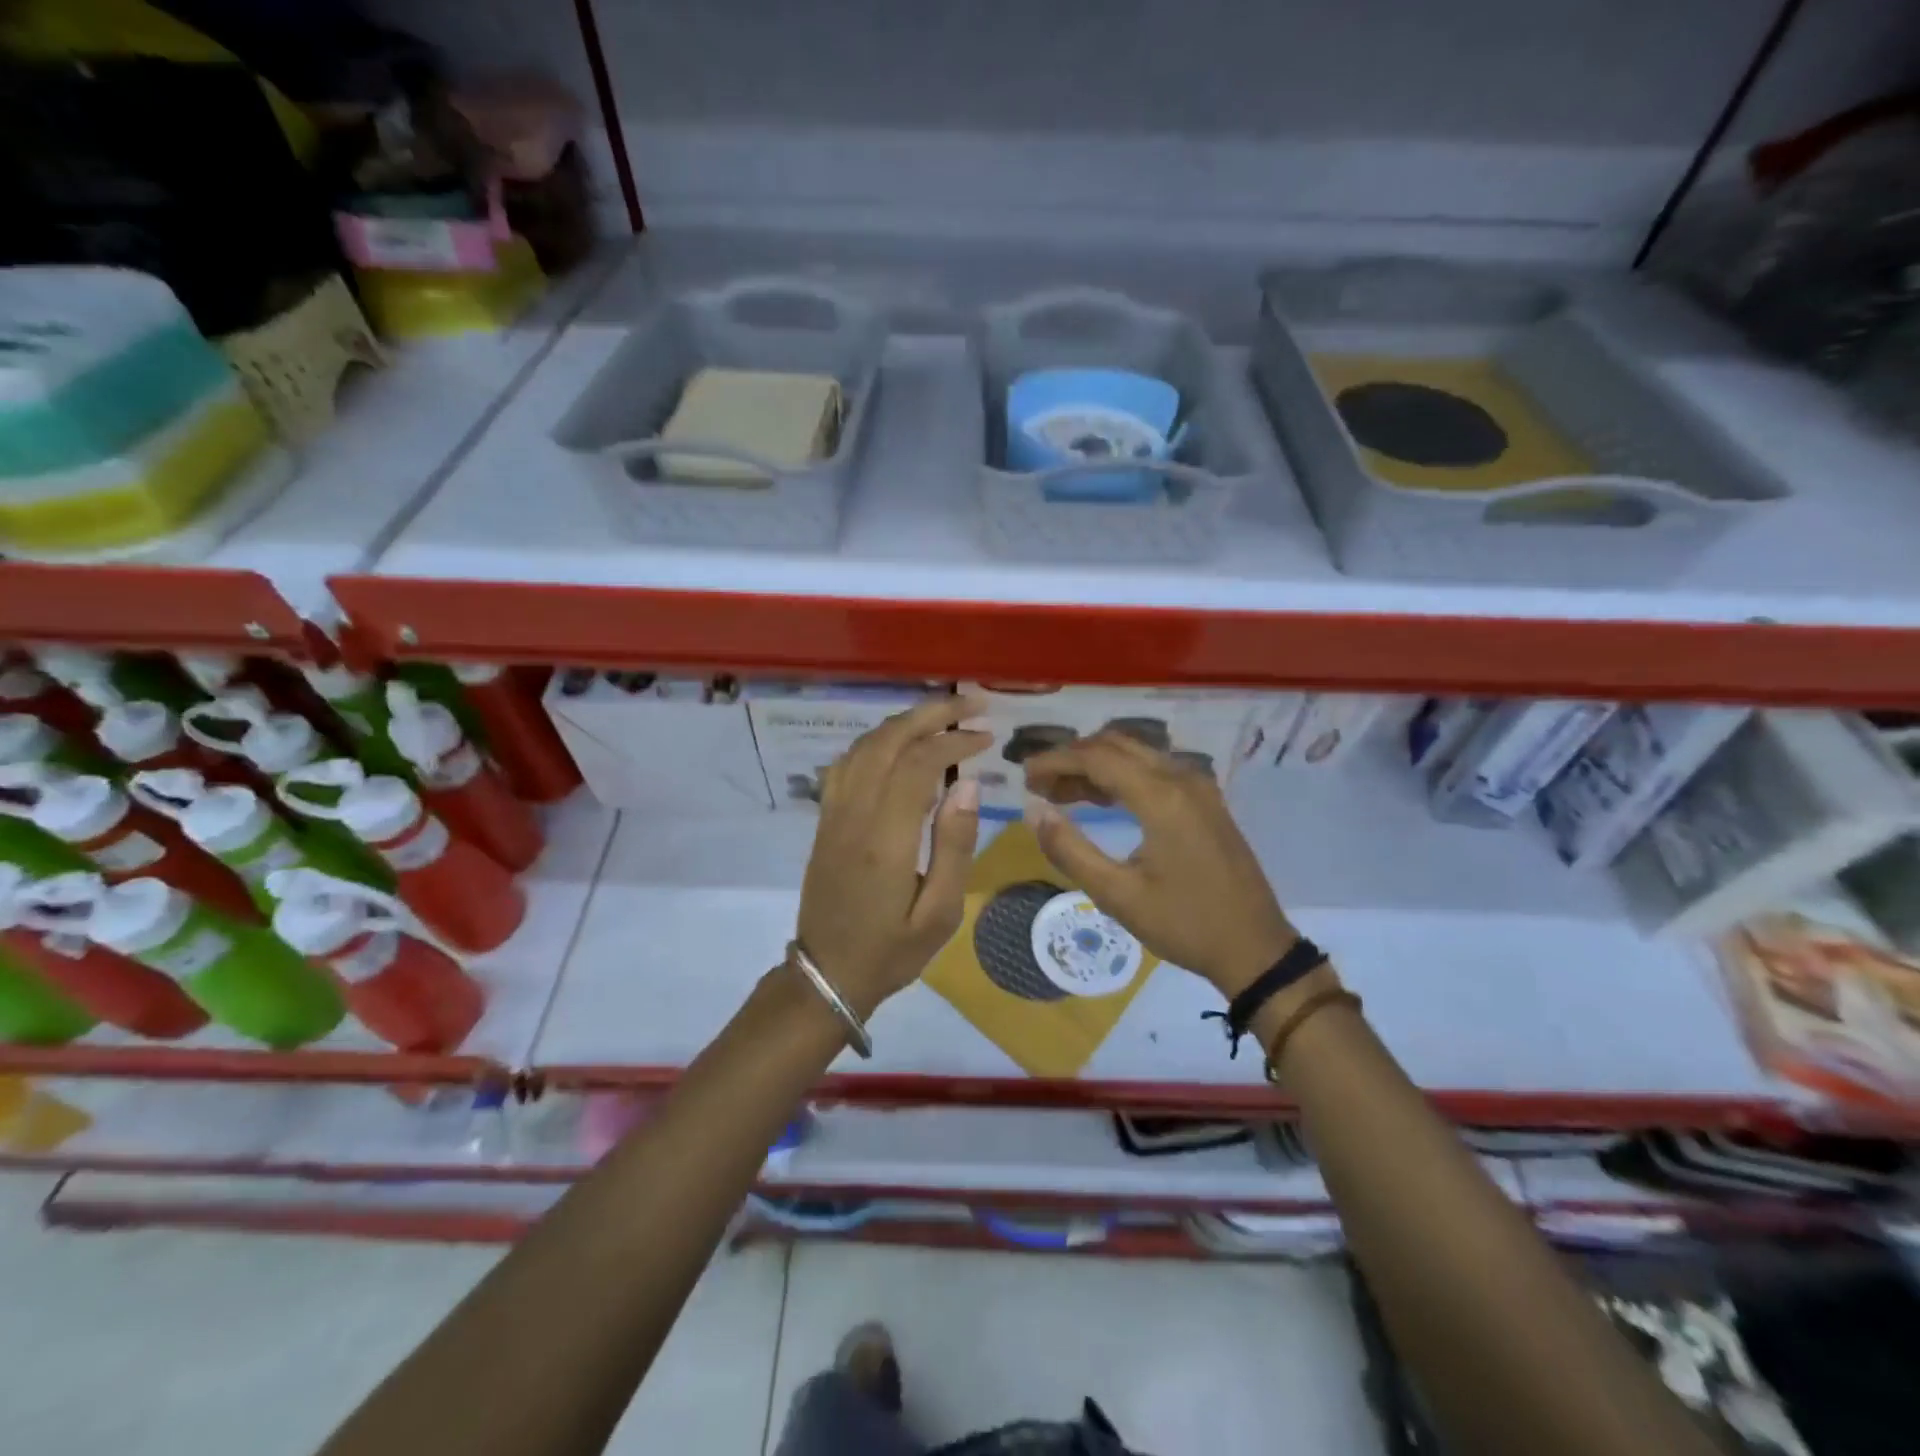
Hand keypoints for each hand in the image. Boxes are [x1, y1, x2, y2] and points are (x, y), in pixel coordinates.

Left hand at [796, 696, 989, 1016]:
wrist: (827, 976)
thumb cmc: (891, 951)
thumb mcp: (940, 913)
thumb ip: (955, 845)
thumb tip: (968, 785)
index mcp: (885, 838)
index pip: (919, 764)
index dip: (955, 741)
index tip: (987, 738)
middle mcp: (854, 814)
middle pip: (888, 741)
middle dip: (931, 714)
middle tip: (971, 705)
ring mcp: (833, 814)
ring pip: (864, 746)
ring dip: (903, 723)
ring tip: (942, 717)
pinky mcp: (825, 820)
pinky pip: (846, 764)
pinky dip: (875, 741)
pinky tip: (898, 744)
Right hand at [1022, 731, 1297, 998]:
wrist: (1255, 948)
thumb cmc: (1184, 924)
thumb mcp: (1118, 896)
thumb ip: (1070, 850)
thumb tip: (1034, 812)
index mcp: (1162, 797)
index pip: (1097, 758)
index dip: (1055, 761)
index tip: (1024, 777)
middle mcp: (1182, 779)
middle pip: (1116, 745)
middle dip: (1073, 758)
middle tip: (1038, 784)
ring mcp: (1199, 787)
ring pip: (1136, 755)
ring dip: (1096, 766)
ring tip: (1060, 793)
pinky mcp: (1205, 801)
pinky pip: (1155, 770)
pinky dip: (1121, 776)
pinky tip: (1100, 800)